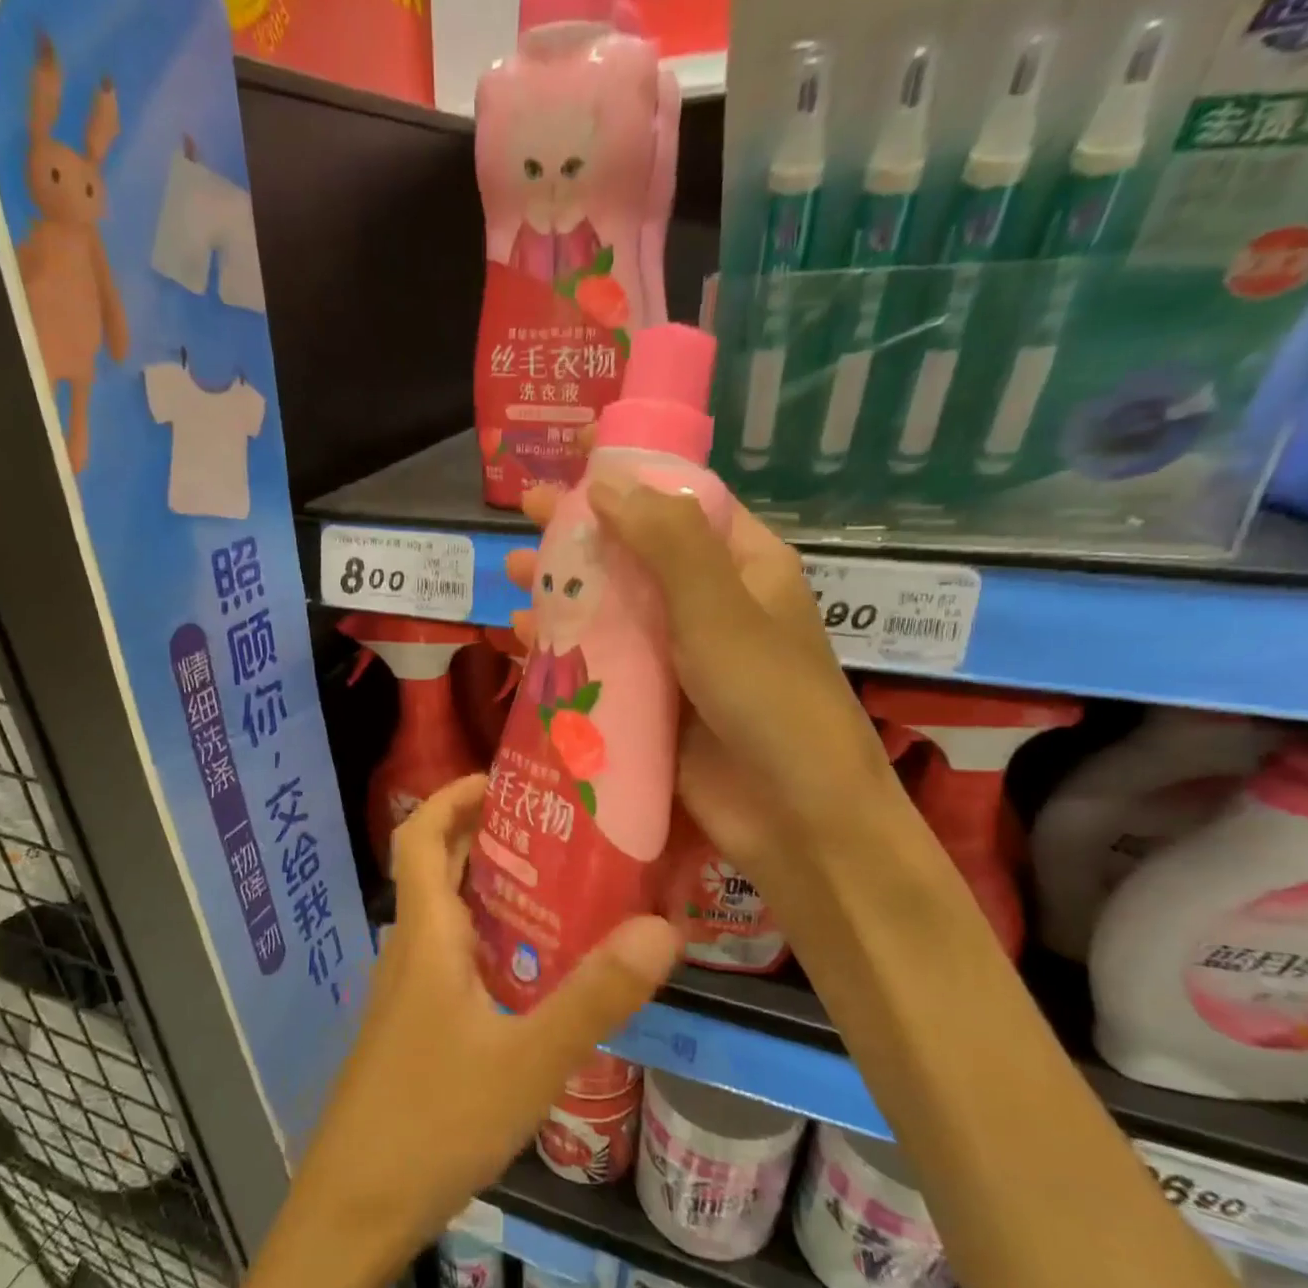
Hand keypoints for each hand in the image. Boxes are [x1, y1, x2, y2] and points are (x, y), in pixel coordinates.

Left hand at [290, 776, 679, 1264]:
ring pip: (447, 918)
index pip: (420, 836)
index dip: (453, 797)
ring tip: (561, 891)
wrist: (351, 1213)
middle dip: (485, 836)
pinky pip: (451, 960)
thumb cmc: (432, 1123)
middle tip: (556, 830)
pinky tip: (535, 976)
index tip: (505, 779)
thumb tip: (663, 928)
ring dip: (491, 891)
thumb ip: (596, 996)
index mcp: (425, 936)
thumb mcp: (529, 1060)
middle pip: (436, 869)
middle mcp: (409, 951)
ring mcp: (406, 994)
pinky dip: (490, 942)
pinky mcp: (412, 1030)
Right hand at [506, 482, 894, 891]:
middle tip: (525, 515)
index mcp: (742, 567)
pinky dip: (561, 651)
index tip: (578, 450)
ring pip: (609, 611)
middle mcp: (707, 606)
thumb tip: (604, 483)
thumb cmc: (770, 700)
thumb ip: (666, 542)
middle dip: (581, 535)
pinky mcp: (649, 706)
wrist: (794, 817)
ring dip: (562, 593)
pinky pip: (598, 666)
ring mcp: (675, 659)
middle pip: (634, 554)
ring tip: (512, 578)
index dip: (630, 473)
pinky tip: (520, 642)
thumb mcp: (721, 609)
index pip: (681, 501)